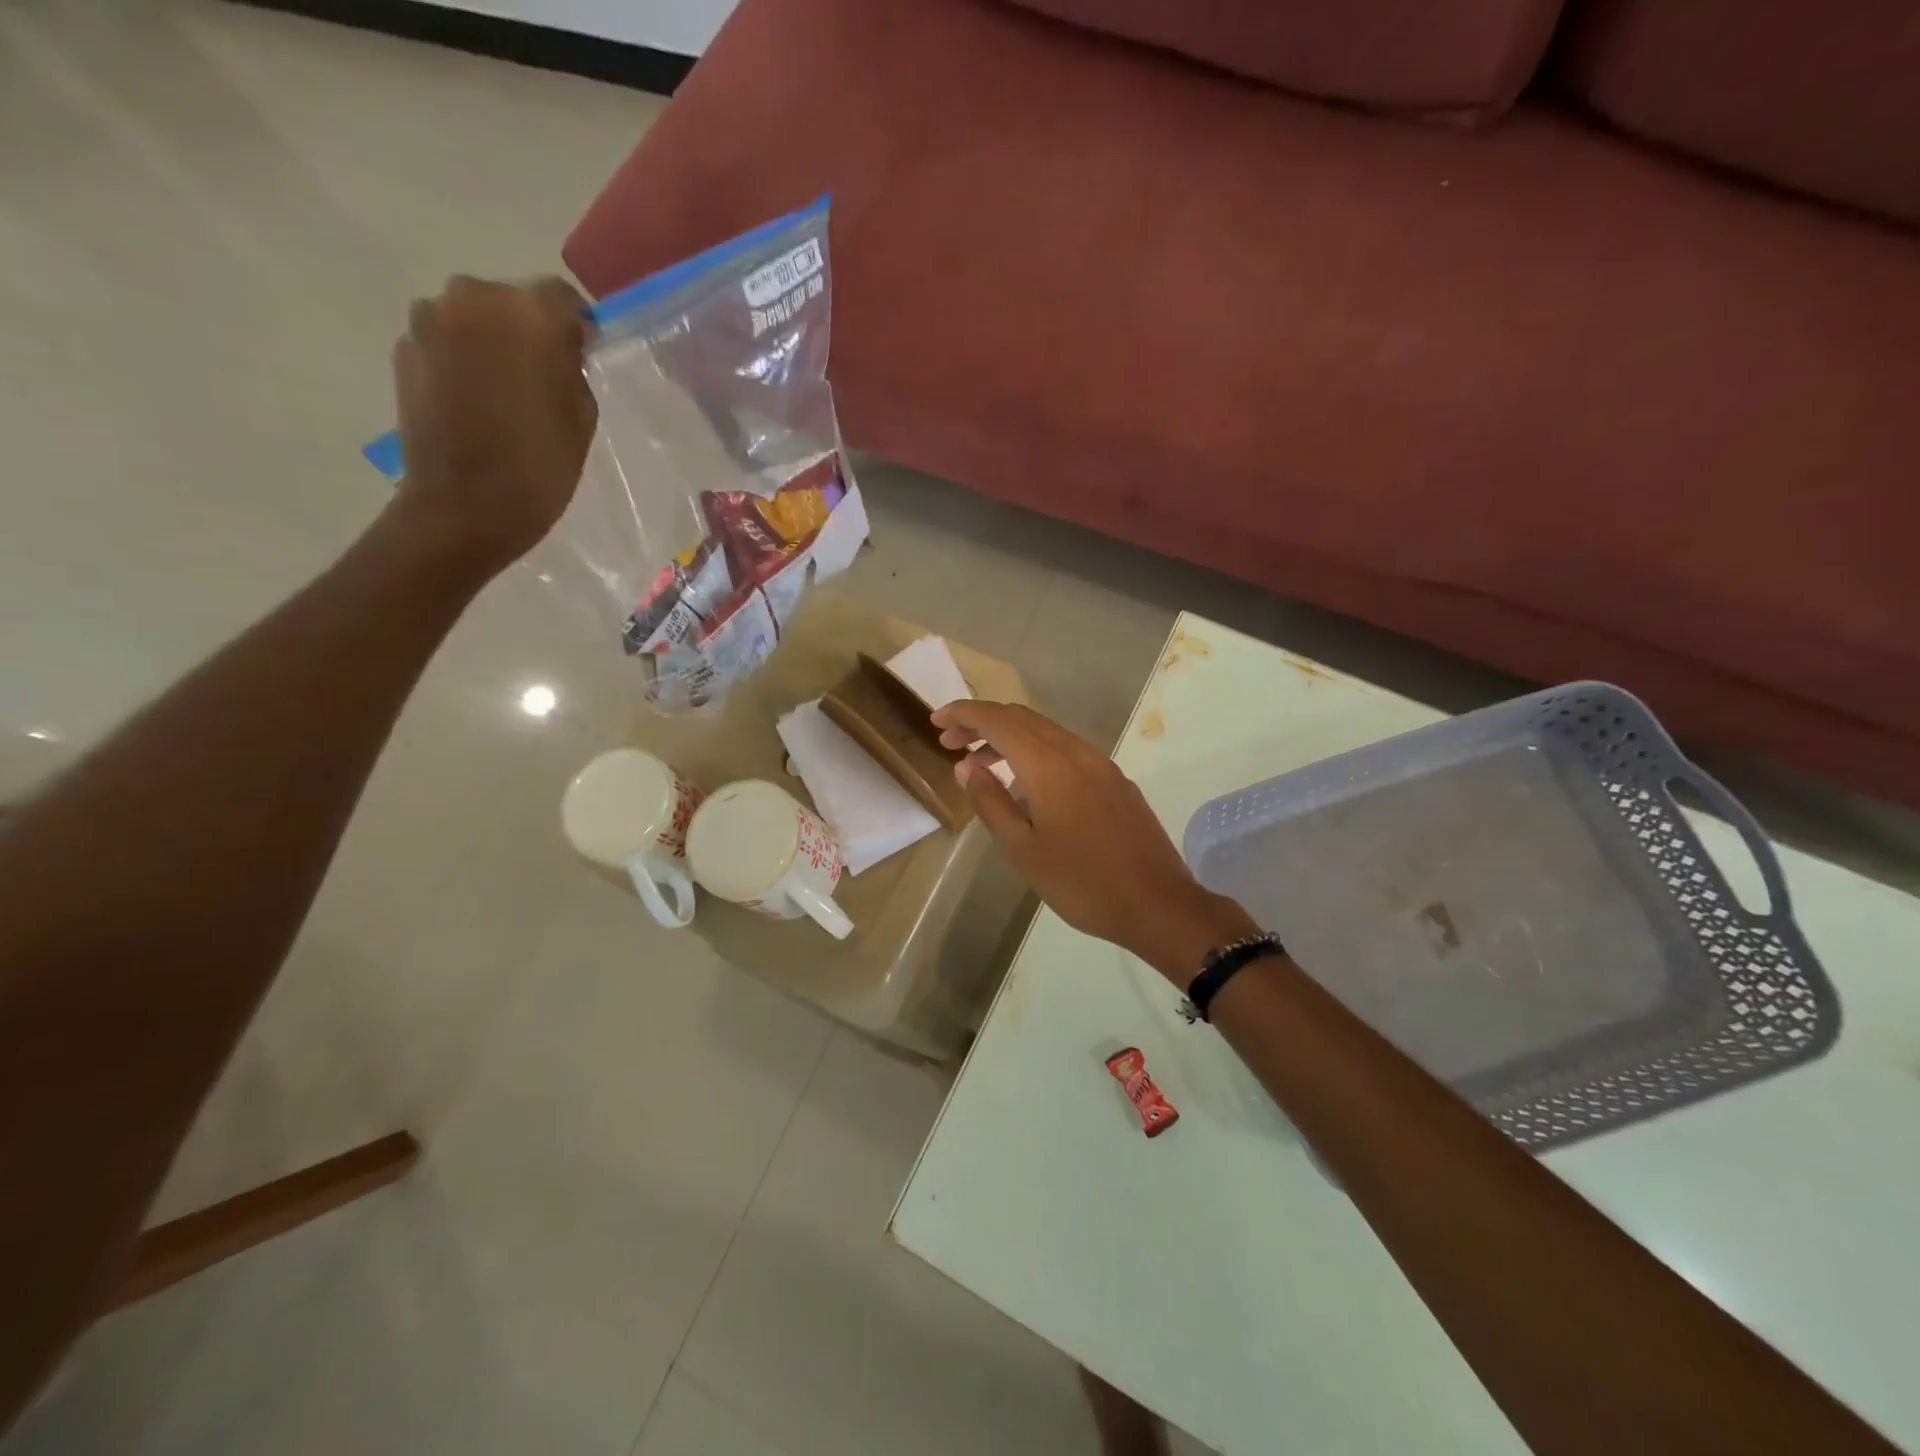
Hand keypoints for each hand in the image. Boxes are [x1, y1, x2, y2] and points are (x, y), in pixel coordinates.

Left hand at [388, 276, 597, 574]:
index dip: (575, 326)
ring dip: (491, 342)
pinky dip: (462, 360)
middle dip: (528, 330)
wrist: (466, 504)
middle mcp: (473, 298)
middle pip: (511, 301)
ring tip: (505, 390)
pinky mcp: (404, 348)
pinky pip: (445, 341)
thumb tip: (555, 348)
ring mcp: (429, 320)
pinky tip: (475, 401)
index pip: (561, 297)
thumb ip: (570, 366)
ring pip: (474, 318)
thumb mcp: (581, 413)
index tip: (581, 356)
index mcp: (528, 312)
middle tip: (542, 375)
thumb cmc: (540, 463)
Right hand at [931, 701, 1256, 983]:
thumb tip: (967, 766)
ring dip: (1009, 737)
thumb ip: (991, 802)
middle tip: (950, 741)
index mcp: (1048, 765)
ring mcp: (1101, 764)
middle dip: (982, 722)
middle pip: (1021, 718)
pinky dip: (1036, 751)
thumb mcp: (1023, 850)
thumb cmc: (1081, 883)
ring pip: (1046, 731)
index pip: (997, 720)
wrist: (1157, 903)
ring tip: (981, 763)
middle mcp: (1076, 752)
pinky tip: (1026, 782)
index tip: (936, 720)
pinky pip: (1067, 750)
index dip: (963, 713)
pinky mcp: (1115, 780)